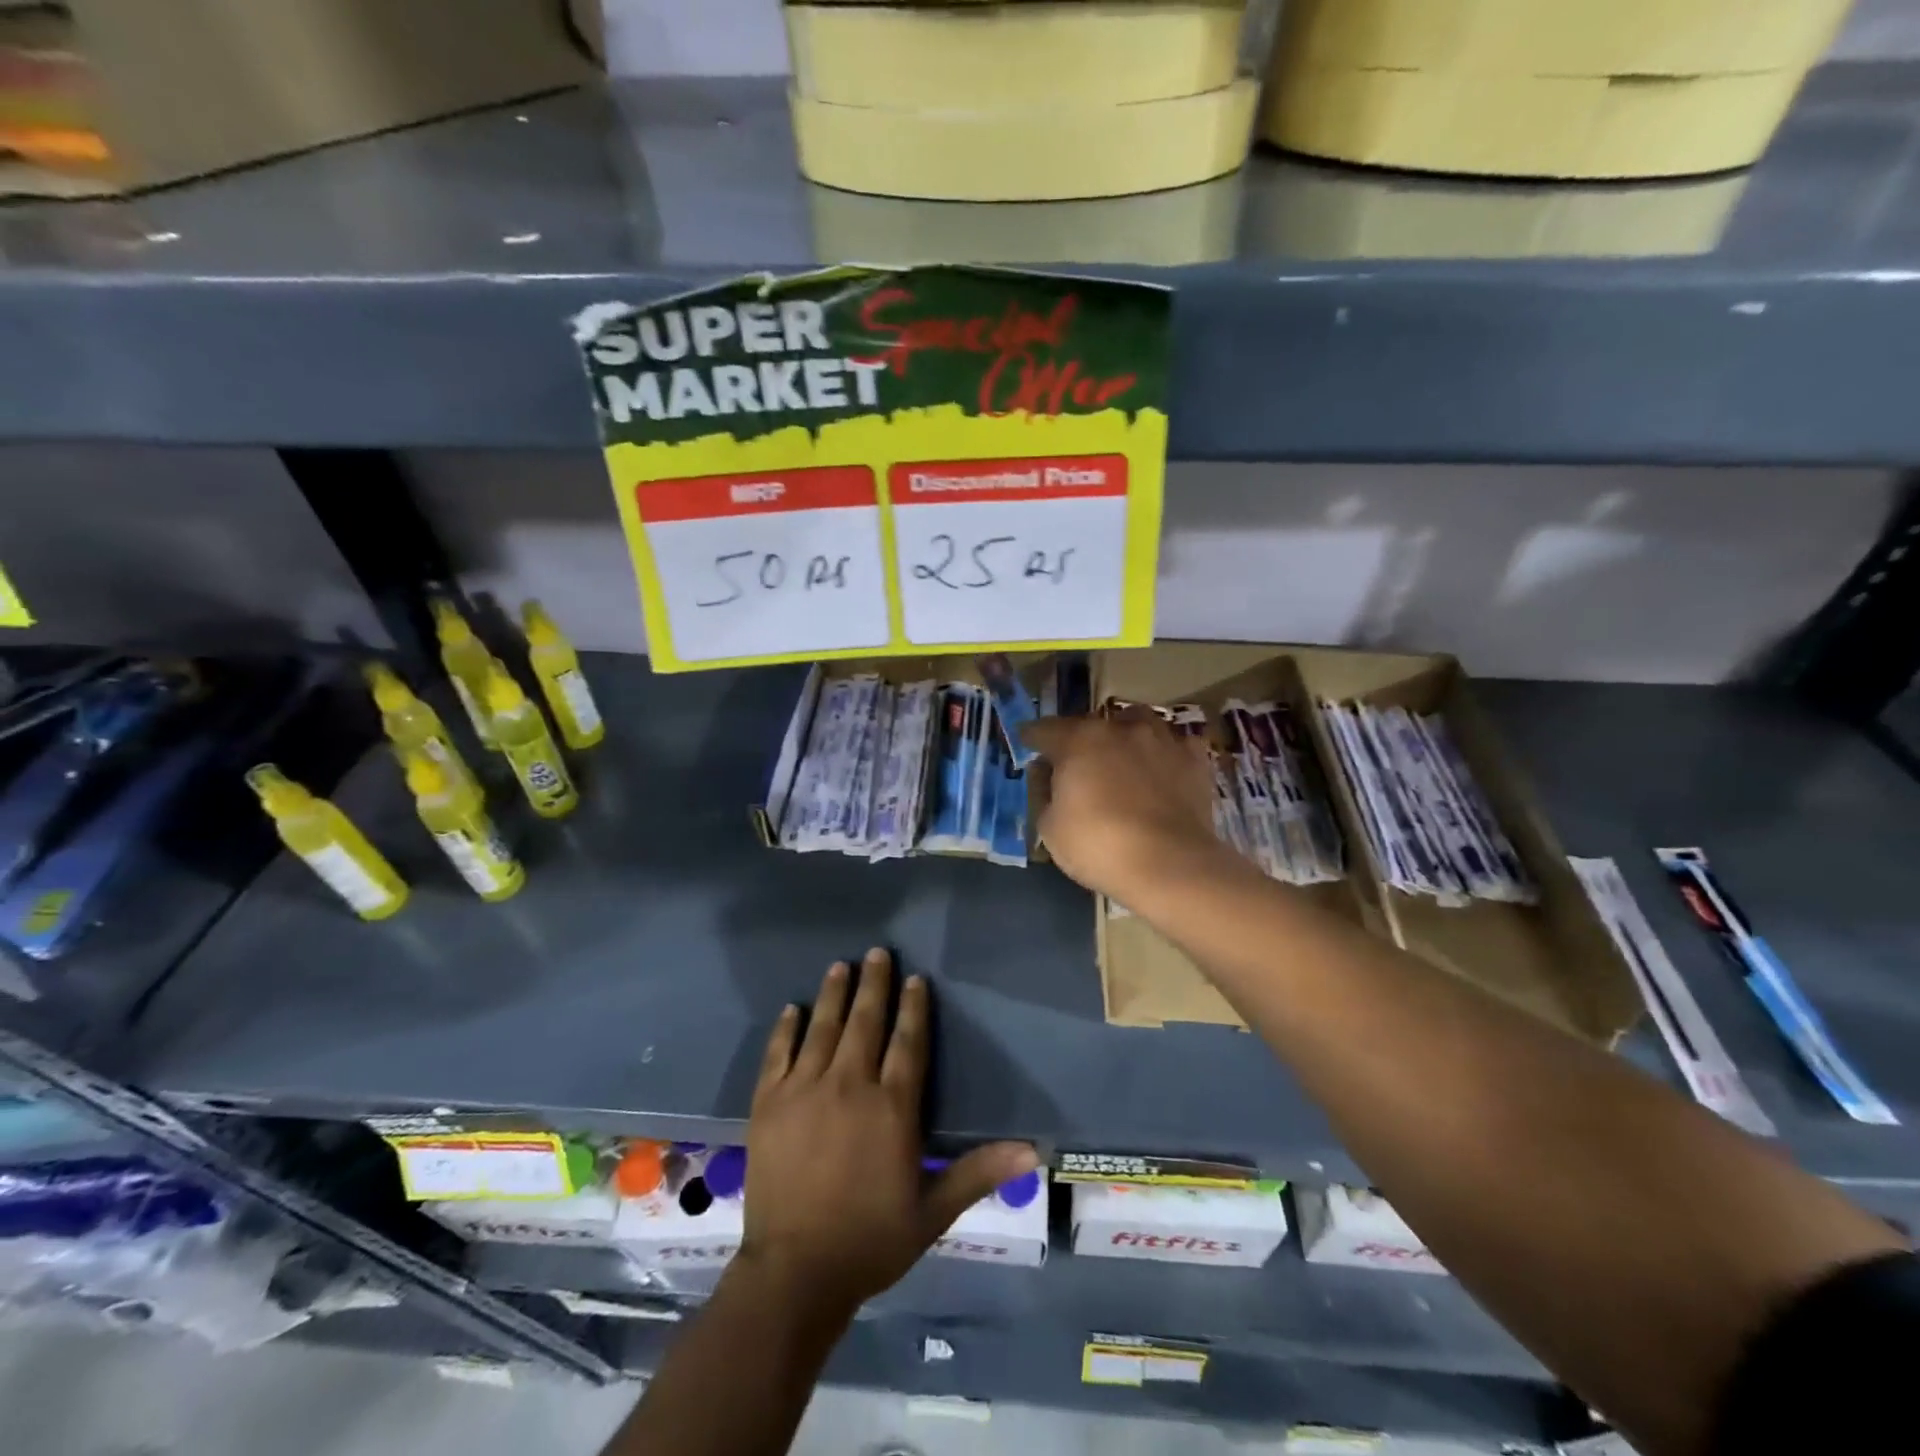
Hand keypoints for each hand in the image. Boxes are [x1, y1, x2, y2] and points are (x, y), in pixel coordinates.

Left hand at [740, 949, 1036, 1314]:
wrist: (795, 1272)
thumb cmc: (871, 1241)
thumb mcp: (933, 1211)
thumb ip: (978, 1172)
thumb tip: (1032, 1150)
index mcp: (891, 1106)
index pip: (907, 1041)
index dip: (913, 1007)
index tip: (915, 978)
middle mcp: (849, 1085)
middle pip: (865, 1021)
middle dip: (874, 984)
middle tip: (878, 952)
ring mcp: (804, 1090)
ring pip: (823, 1027)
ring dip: (834, 994)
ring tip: (841, 965)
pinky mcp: (769, 1103)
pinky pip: (778, 1053)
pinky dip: (786, 1028)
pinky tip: (793, 1008)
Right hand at [1022, 708, 1227, 903]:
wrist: (1170, 865)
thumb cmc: (1099, 846)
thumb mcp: (1050, 827)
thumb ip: (1044, 792)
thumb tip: (1046, 774)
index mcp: (1079, 740)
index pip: (1045, 729)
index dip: (1032, 737)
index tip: (1027, 742)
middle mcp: (1120, 728)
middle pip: (1092, 723)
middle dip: (1080, 738)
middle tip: (1075, 761)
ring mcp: (1162, 739)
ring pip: (1137, 722)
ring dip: (1124, 734)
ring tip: (1121, 754)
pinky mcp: (1195, 759)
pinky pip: (1174, 744)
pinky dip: (1163, 752)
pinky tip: (1161, 767)